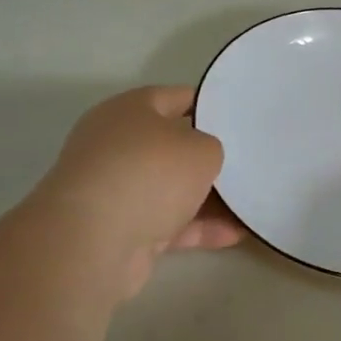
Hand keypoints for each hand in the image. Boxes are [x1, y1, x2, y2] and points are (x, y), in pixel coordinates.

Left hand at [33, 86, 244, 290]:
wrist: (92, 242)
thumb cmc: (150, 174)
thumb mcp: (202, 149)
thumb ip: (211, 147)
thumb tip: (200, 159)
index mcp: (129, 110)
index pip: (176, 97)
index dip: (210, 105)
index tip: (239, 118)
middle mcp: (116, 144)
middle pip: (172, 146)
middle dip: (207, 158)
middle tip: (247, 163)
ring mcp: (114, 189)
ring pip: (170, 188)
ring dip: (206, 198)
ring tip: (248, 204)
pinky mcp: (117, 229)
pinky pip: (166, 222)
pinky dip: (196, 228)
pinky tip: (233, 235)